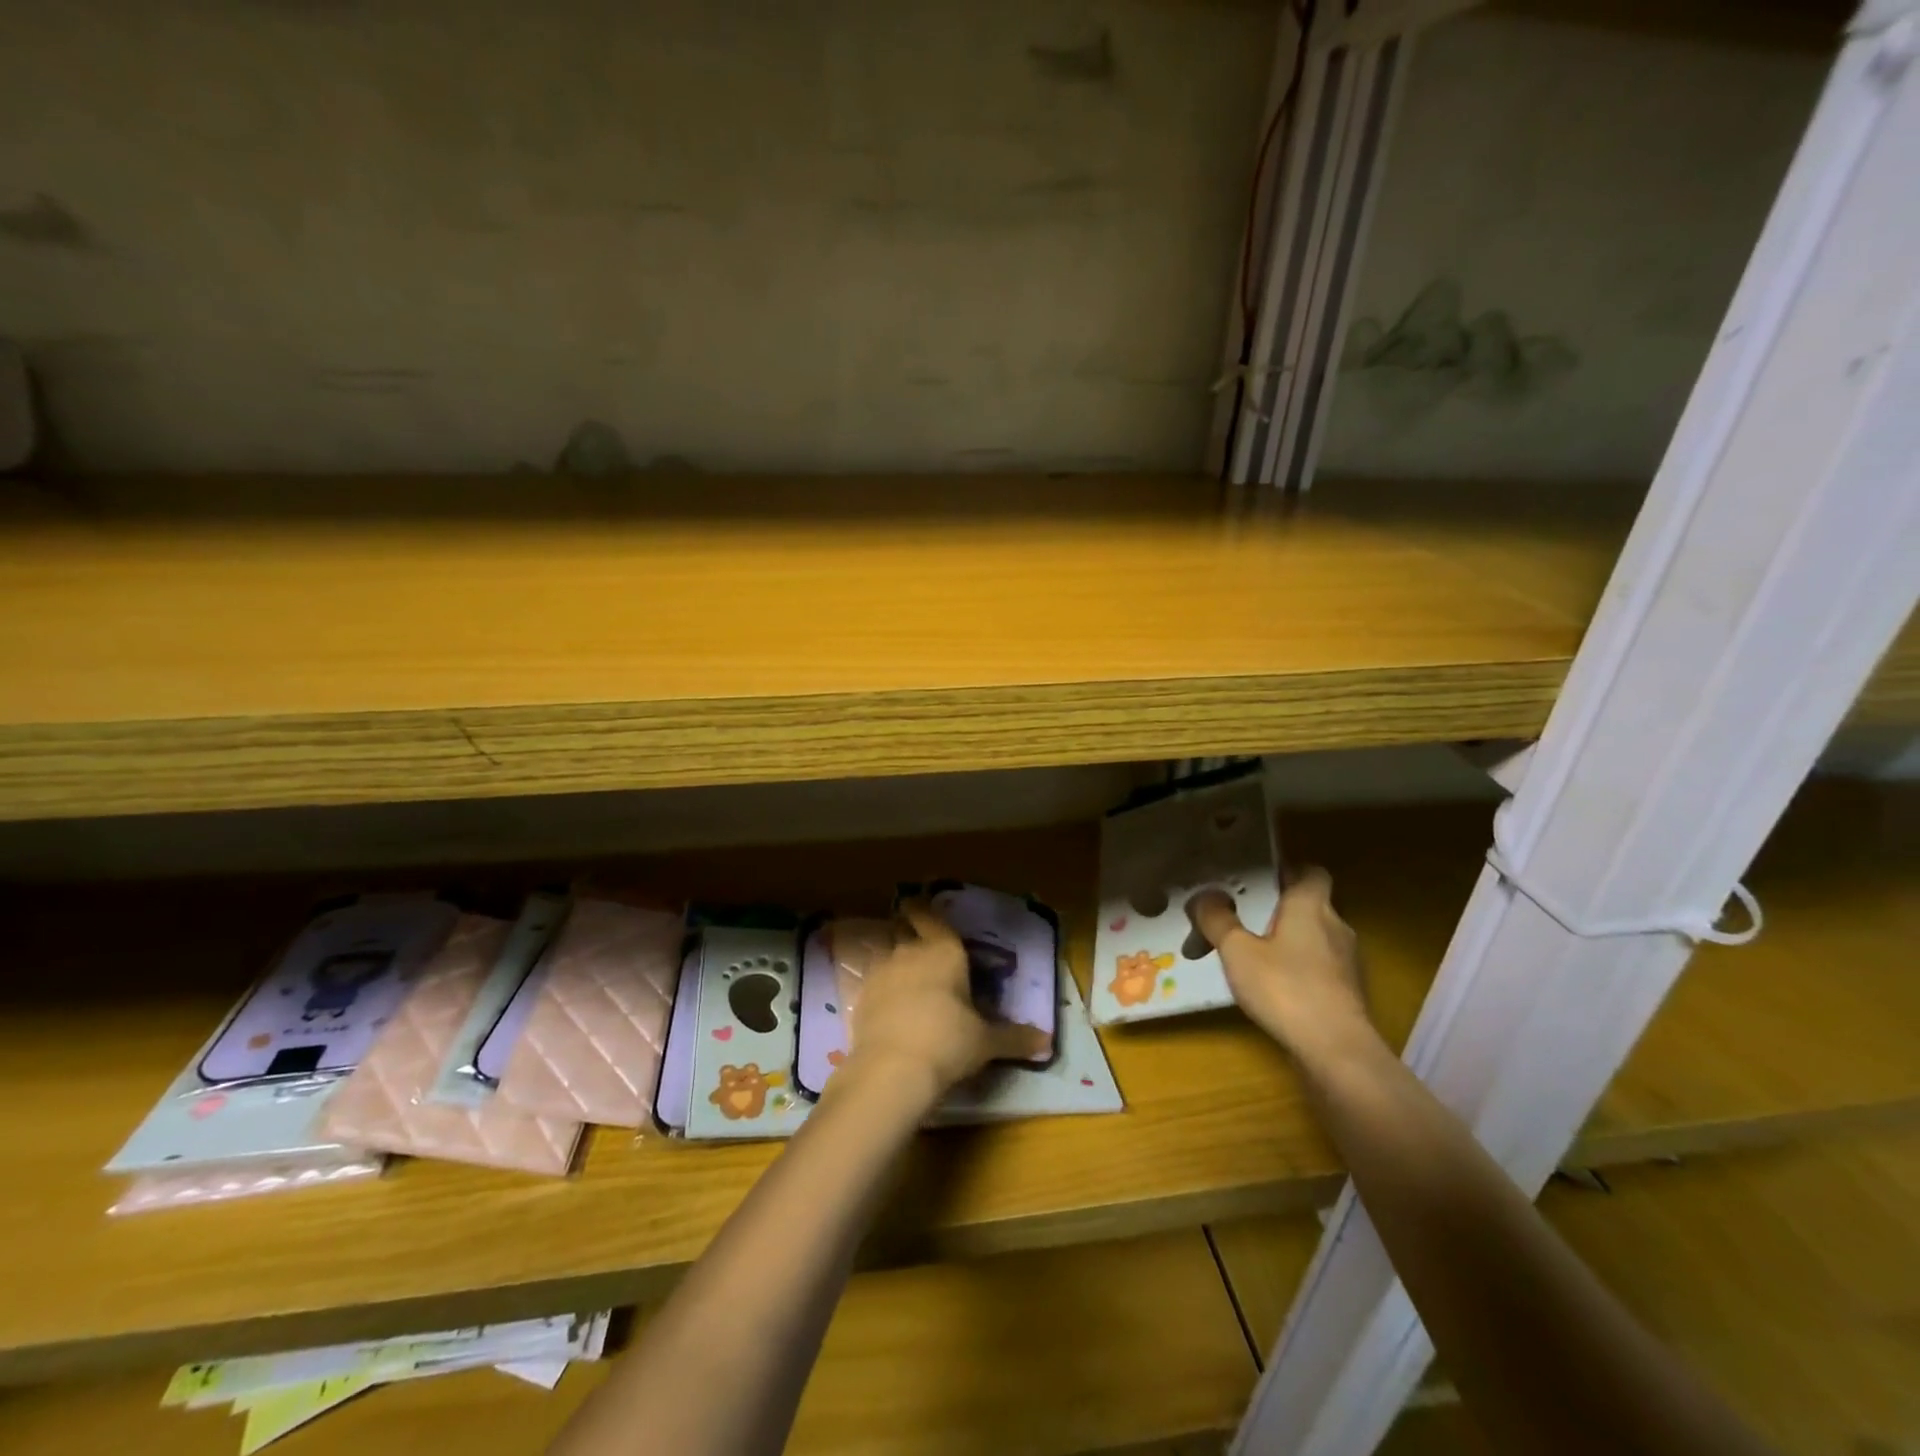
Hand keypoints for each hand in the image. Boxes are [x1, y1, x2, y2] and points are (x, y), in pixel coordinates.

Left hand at [836, 904, 1049, 1107]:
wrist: (893, 1068)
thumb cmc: (949, 1042)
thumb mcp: (986, 1042)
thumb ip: (1014, 1037)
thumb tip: (1046, 1042)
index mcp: (944, 950)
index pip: (929, 915)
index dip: (923, 909)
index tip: (920, 908)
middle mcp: (909, 950)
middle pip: (902, 927)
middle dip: (907, 929)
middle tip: (916, 939)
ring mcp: (881, 971)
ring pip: (884, 950)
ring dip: (892, 955)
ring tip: (902, 971)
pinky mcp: (861, 995)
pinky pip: (871, 979)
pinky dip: (879, 984)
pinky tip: (886, 1001)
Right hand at [1187, 868, 1373, 1059]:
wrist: (1336, 1052)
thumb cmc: (1285, 988)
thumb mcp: (1237, 951)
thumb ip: (1218, 920)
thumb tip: (1204, 897)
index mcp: (1311, 906)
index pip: (1312, 872)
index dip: (1289, 871)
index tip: (1260, 880)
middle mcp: (1336, 926)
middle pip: (1309, 906)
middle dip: (1278, 910)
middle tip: (1242, 919)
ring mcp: (1348, 962)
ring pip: (1314, 939)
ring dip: (1287, 943)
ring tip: (1250, 957)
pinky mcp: (1349, 993)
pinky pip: (1319, 968)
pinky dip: (1298, 971)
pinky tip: (1272, 988)